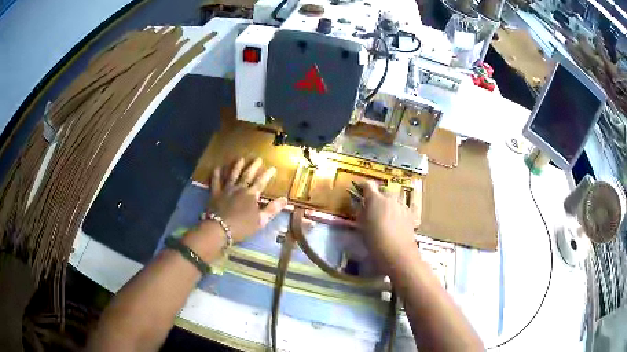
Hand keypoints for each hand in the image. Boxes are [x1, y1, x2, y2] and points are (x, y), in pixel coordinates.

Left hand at [207, 158, 287, 241]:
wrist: (220, 229)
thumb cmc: (242, 227)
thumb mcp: (261, 221)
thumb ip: (272, 209)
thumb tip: (285, 199)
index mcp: (251, 195)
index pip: (261, 182)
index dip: (267, 175)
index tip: (273, 167)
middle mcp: (239, 189)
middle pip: (247, 175)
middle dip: (253, 166)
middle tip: (258, 158)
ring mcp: (226, 190)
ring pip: (232, 175)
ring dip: (237, 166)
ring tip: (240, 158)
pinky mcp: (215, 193)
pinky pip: (216, 181)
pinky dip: (216, 174)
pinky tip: (217, 168)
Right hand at [358, 181, 416, 270]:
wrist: (397, 251)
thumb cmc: (374, 239)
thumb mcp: (362, 225)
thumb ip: (361, 212)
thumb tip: (361, 205)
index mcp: (375, 199)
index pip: (368, 185)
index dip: (363, 186)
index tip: (360, 188)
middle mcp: (390, 198)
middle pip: (383, 191)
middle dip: (378, 195)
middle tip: (373, 205)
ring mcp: (402, 205)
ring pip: (394, 199)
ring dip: (389, 203)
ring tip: (386, 214)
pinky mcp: (410, 214)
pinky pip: (402, 208)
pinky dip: (398, 211)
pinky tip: (397, 221)